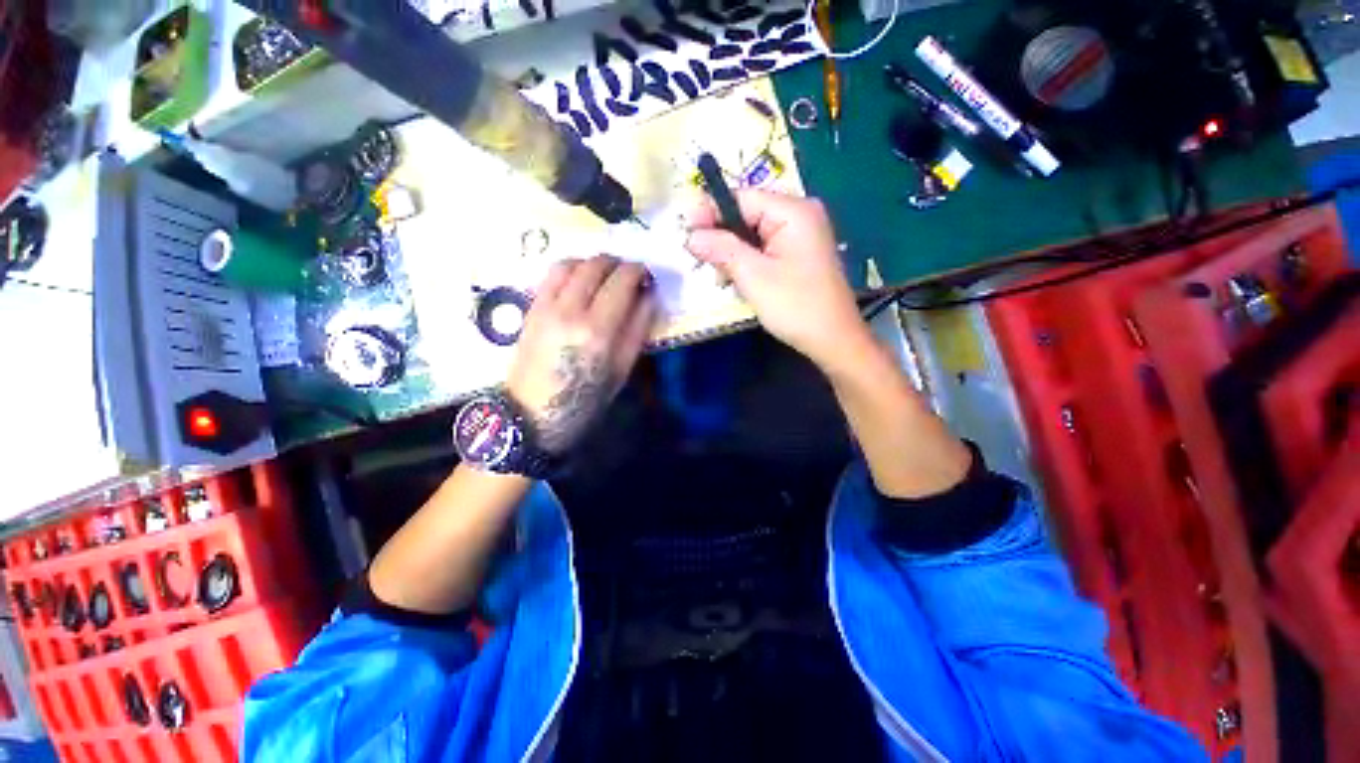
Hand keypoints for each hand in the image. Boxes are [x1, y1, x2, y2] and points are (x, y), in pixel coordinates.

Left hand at [506, 255, 657, 453]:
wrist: (531, 414)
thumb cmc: (584, 400)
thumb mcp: (621, 371)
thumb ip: (637, 330)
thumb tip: (648, 297)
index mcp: (597, 331)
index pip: (621, 281)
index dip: (638, 272)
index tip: (647, 277)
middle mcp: (569, 310)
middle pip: (596, 265)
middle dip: (619, 264)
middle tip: (630, 276)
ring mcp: (546, 306)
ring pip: (571, 263)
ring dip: (593, 263)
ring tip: (605, 276)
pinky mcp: (531, 308)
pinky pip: (551, 274)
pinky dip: (571, 269)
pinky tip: (581, 281)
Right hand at [685, 190, 867, 368]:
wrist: (833, 340)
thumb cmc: (795, 306)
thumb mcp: (753, 276)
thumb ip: (721, 249)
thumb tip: (690, 234)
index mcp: (793, 211)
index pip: (741, 197)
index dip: (710, 212)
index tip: (685, 233)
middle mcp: (800, 214)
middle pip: (746, 214)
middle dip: (721, 237)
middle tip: (701, 261)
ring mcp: (802, 235)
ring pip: (753, 233)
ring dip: (732, 253)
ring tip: (721, 278)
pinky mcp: (799, 254)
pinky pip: (764, 248)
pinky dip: (747, 261)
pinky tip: (738, 280)